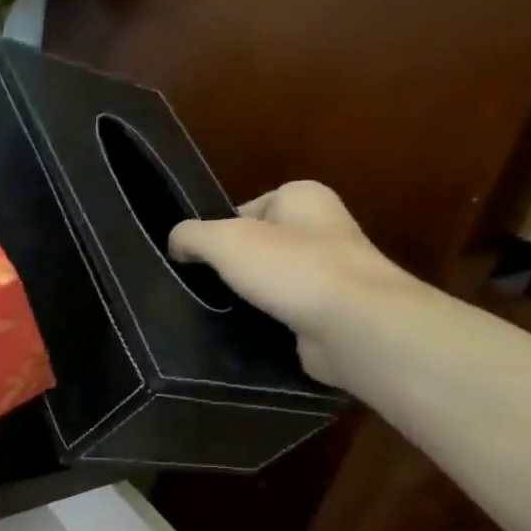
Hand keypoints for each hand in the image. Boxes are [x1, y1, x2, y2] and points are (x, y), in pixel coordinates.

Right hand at [167, 181, 426, 387]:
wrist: (354, 325)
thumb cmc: (291, 269)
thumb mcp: (225, 241)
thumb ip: (191, 236)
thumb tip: (176, 243)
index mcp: (304, 197)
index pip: (248, 208)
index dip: (218, 231)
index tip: (197, 258)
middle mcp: (323, 228)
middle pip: (258, 246)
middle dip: (231, 267)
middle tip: (202, 287)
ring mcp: (331, 273)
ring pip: (270, 282)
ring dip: (246, 297)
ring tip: (218, 313)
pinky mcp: (330, 312)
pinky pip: (284, 312)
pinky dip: (264, 322)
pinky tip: (245, 333)